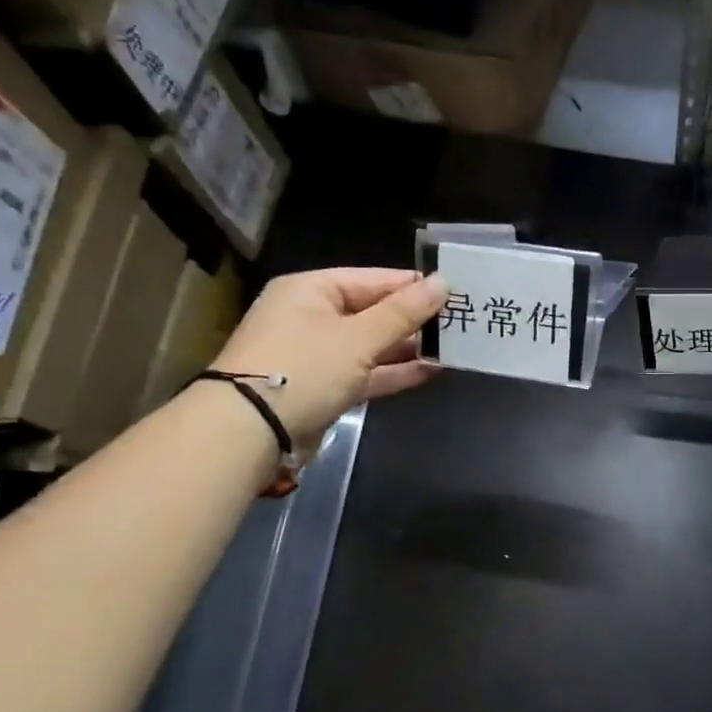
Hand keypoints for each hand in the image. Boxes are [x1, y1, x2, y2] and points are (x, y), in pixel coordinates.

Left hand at [211, 268, 447, 448]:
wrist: (249, 432)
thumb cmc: (304, 369)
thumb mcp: (358, 337)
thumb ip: (403, 312)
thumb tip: (444, 282)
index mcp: (312, 290)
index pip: (374, 279)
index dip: (414, 286)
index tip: (457, 292)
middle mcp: (312, 316)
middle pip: (374, 311)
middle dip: (415, 319)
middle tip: (462, 321)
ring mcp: (318, 355)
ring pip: (372, 345)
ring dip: (409, 347)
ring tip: (453, 346)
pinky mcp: (325, 387)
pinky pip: (367, 373)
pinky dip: (394, 372)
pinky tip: (431, 370)